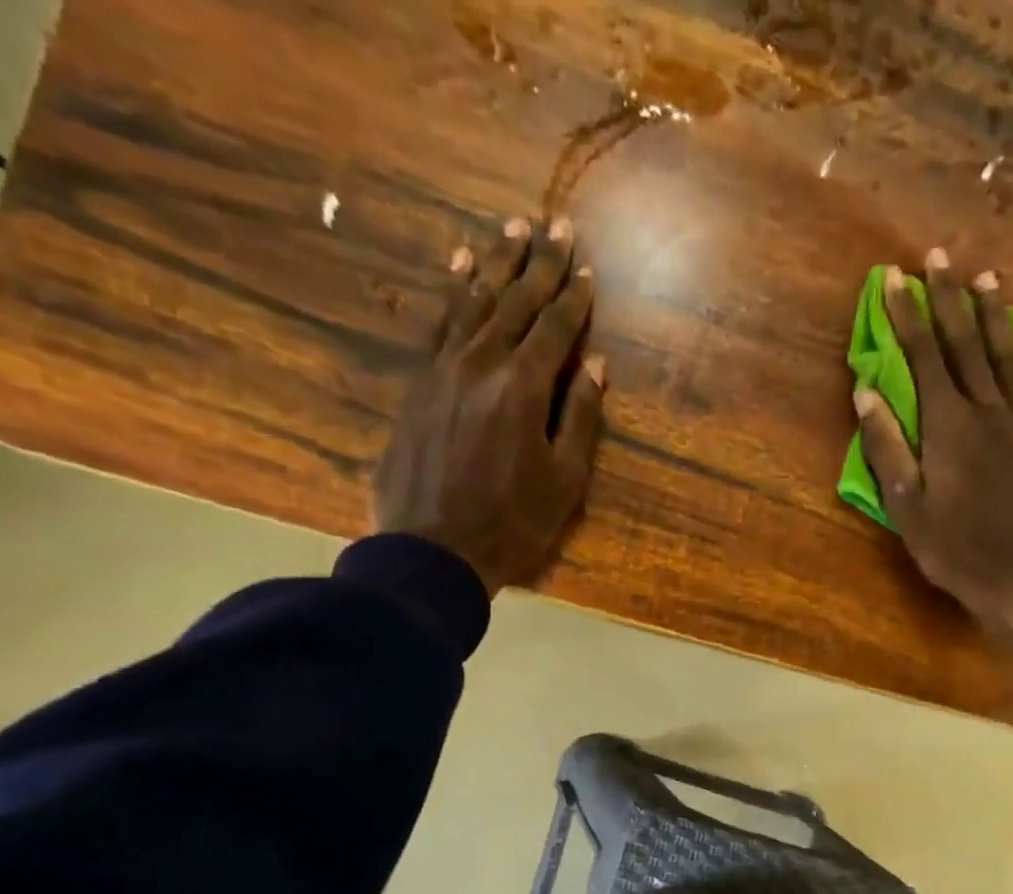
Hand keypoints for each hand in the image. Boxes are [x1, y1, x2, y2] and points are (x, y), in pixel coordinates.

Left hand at [372, 216, 606, 595]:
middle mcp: (482, 362)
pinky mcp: (418, 381)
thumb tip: (595, 364)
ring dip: (496, 263)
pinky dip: (452, 290)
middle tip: (556, 223)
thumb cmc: (511, 524)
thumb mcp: (564, 482)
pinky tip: (461, 266)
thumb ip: (580, 418)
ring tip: (513, 229)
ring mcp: (443, 368)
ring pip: (474, 301)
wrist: (432, 550)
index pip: (555, 328)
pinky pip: (437, 322)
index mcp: (524, 387)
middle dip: (539, 263)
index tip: (587, 268)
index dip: (574, 298)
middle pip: (516, 302)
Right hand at [854, 253, 1012, 656]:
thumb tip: (867, 392)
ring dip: (993, 316)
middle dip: (948, 300)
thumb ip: (888, 447)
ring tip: (985, 279)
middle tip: (938, 258)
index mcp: (947, 427)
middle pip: (965, 346)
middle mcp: (986, 412)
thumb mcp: (907, 505)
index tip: (895, 279)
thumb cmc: (953, 548)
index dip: (907, 317)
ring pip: (1006, 358)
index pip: (923, 358)